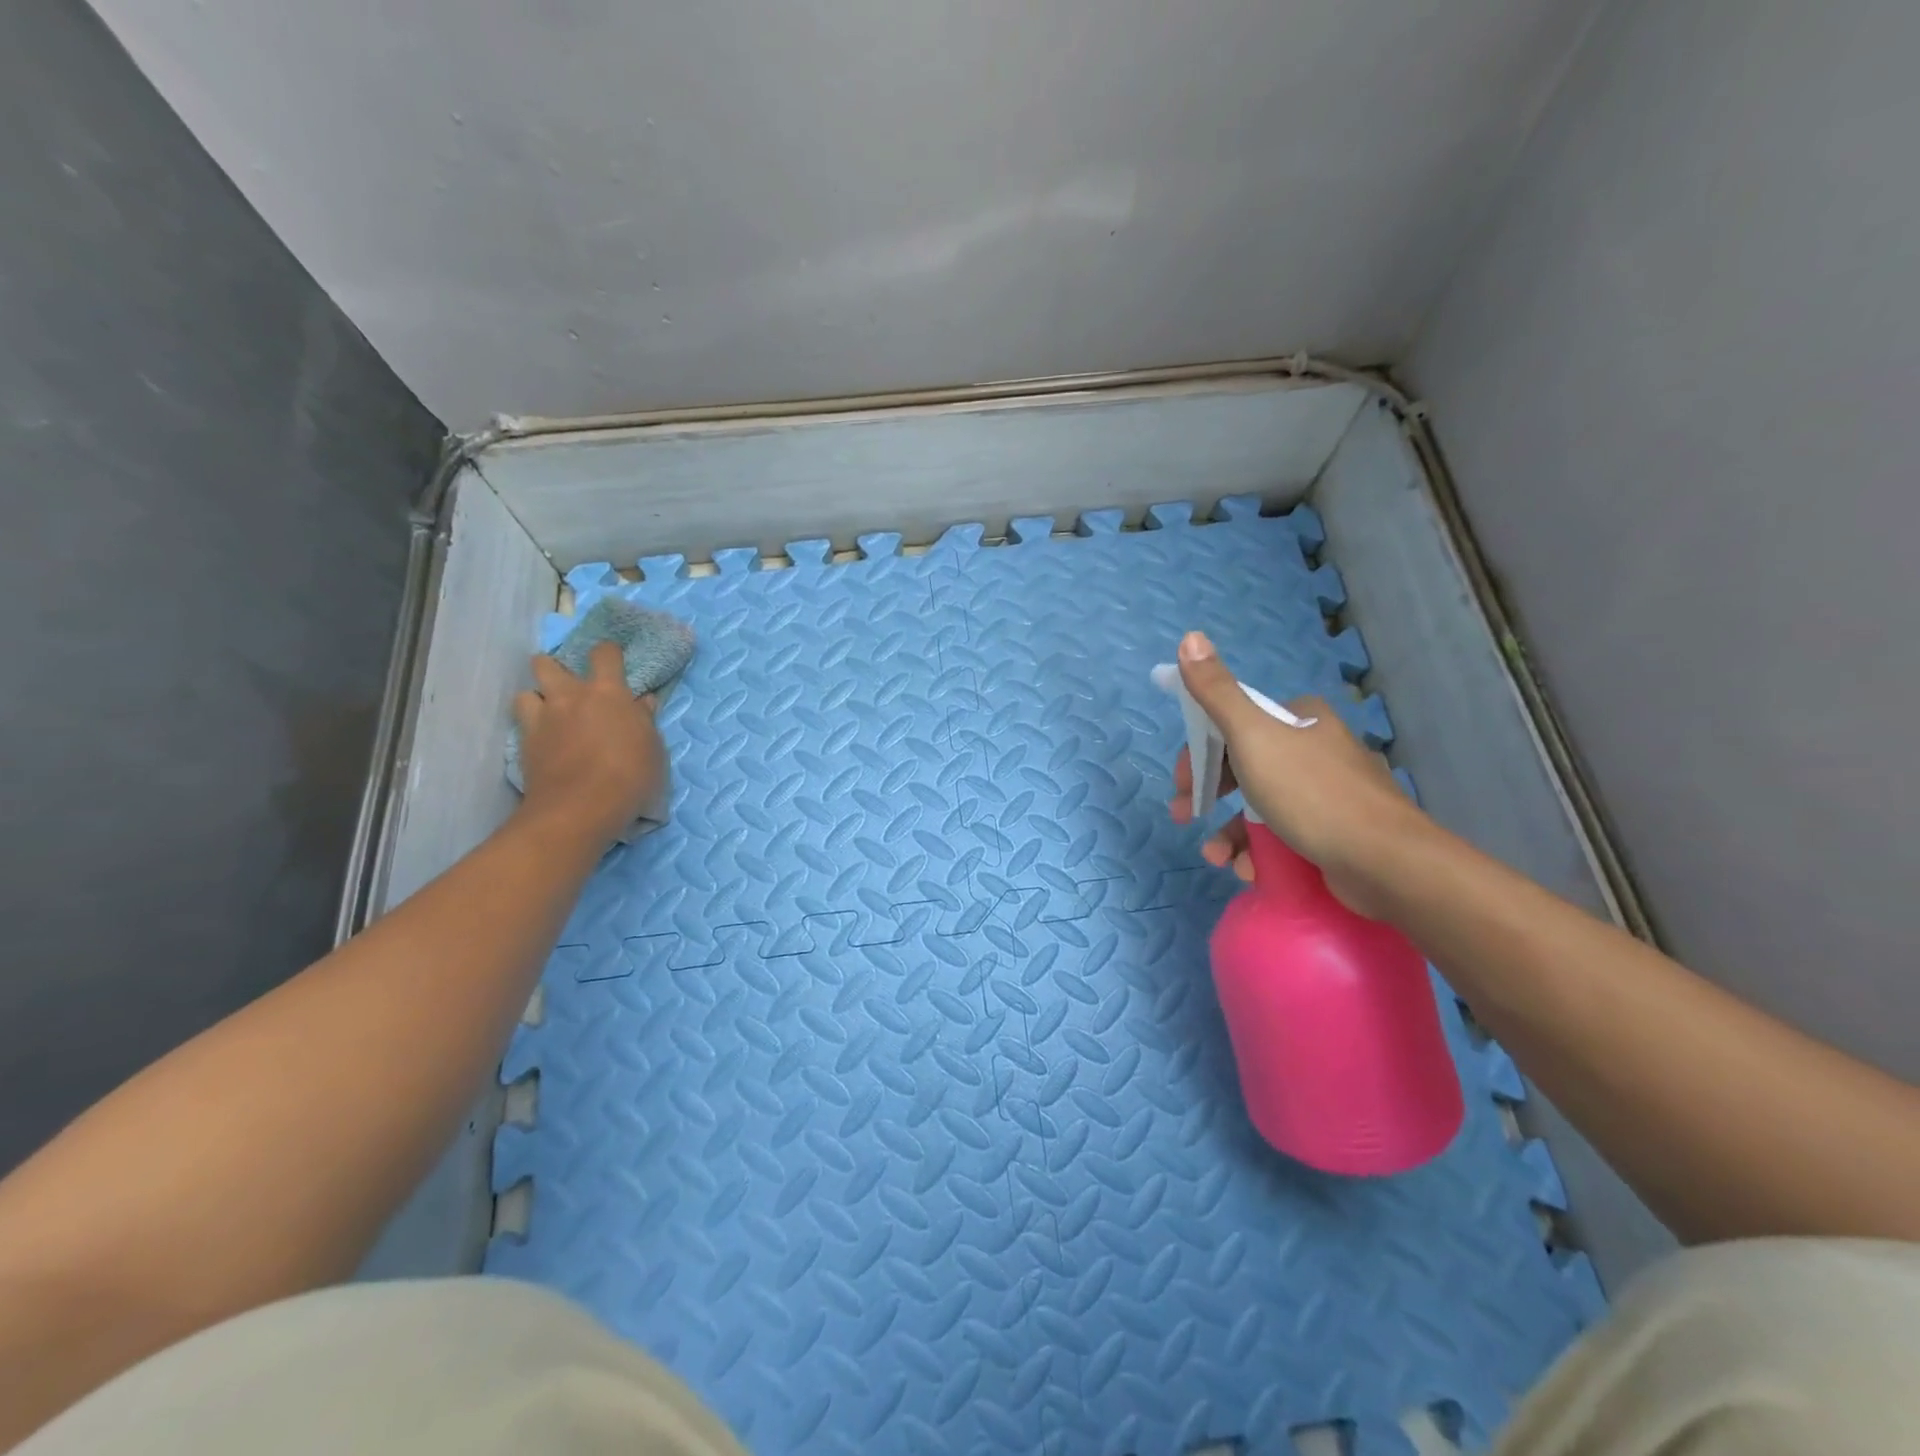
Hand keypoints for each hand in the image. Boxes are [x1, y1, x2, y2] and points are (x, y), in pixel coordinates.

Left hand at [513, 642, 666, 845]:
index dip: (608, 652)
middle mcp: (570, 696)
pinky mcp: (524, 743)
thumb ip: (644, 720)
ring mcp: (543, 718)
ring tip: (551, 713)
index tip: (613, 660)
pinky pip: (521, 721)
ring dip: (538, 697)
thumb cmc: (630, 776)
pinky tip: (543, 738)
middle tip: (571, 687)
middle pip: (548, 663)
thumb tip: (643, 702)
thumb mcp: (653, 748)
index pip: (604, 653)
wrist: (580, 808)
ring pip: (527, 691)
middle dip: (556, 668)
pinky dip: (530, 724)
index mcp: (608, 692)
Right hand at [1167, 631, 1419, 915]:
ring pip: (1261, 806)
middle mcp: (1316, 748)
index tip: (1184, 784)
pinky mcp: (1336, 832)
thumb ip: (1217, 692)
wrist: (1386, 862)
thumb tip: (1189, 637)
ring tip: (1218, 859)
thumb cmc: (1312, 793)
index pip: (1235, 725)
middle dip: (1210, 795)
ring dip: (1230, 833)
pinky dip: (1261, 851)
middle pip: (1244, 766)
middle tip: (1186, 817)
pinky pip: (1285, 835)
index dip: (1202, 753)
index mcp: (1300, 718)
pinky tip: (1250, 870)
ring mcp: (1328, 792)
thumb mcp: (1254, 736)